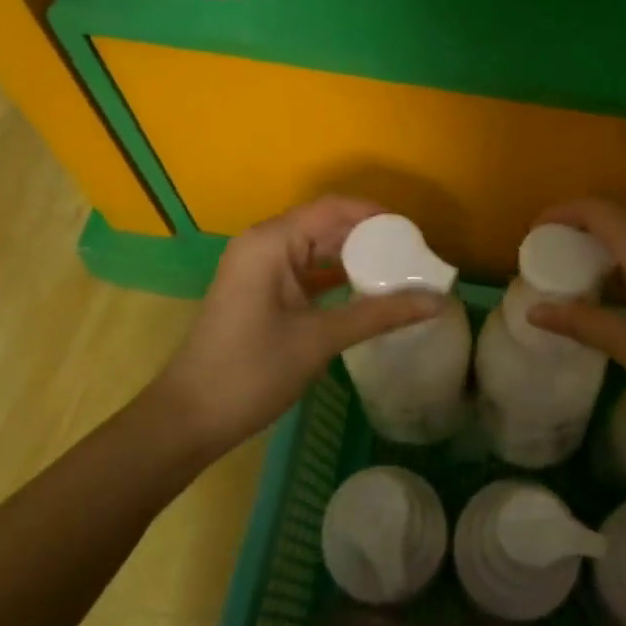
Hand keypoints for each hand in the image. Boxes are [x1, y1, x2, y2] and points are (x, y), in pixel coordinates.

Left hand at [147, 197, 442, 452]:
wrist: (189, 418)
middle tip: (413, 255)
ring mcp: (259, 268)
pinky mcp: (260, 290)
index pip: (333, 208)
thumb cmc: (251, 371)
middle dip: (369, 236)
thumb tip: (436, 302)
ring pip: (316, 247)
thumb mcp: (319, 339)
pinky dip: (335, 276)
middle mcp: (263, 244)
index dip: (376, 215)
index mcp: (272, 242)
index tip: (415, 234)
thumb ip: (379, 314)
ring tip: (398, 271)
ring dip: (354, 256)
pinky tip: (366, 291)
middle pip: (325, 224)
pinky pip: (305, 270)